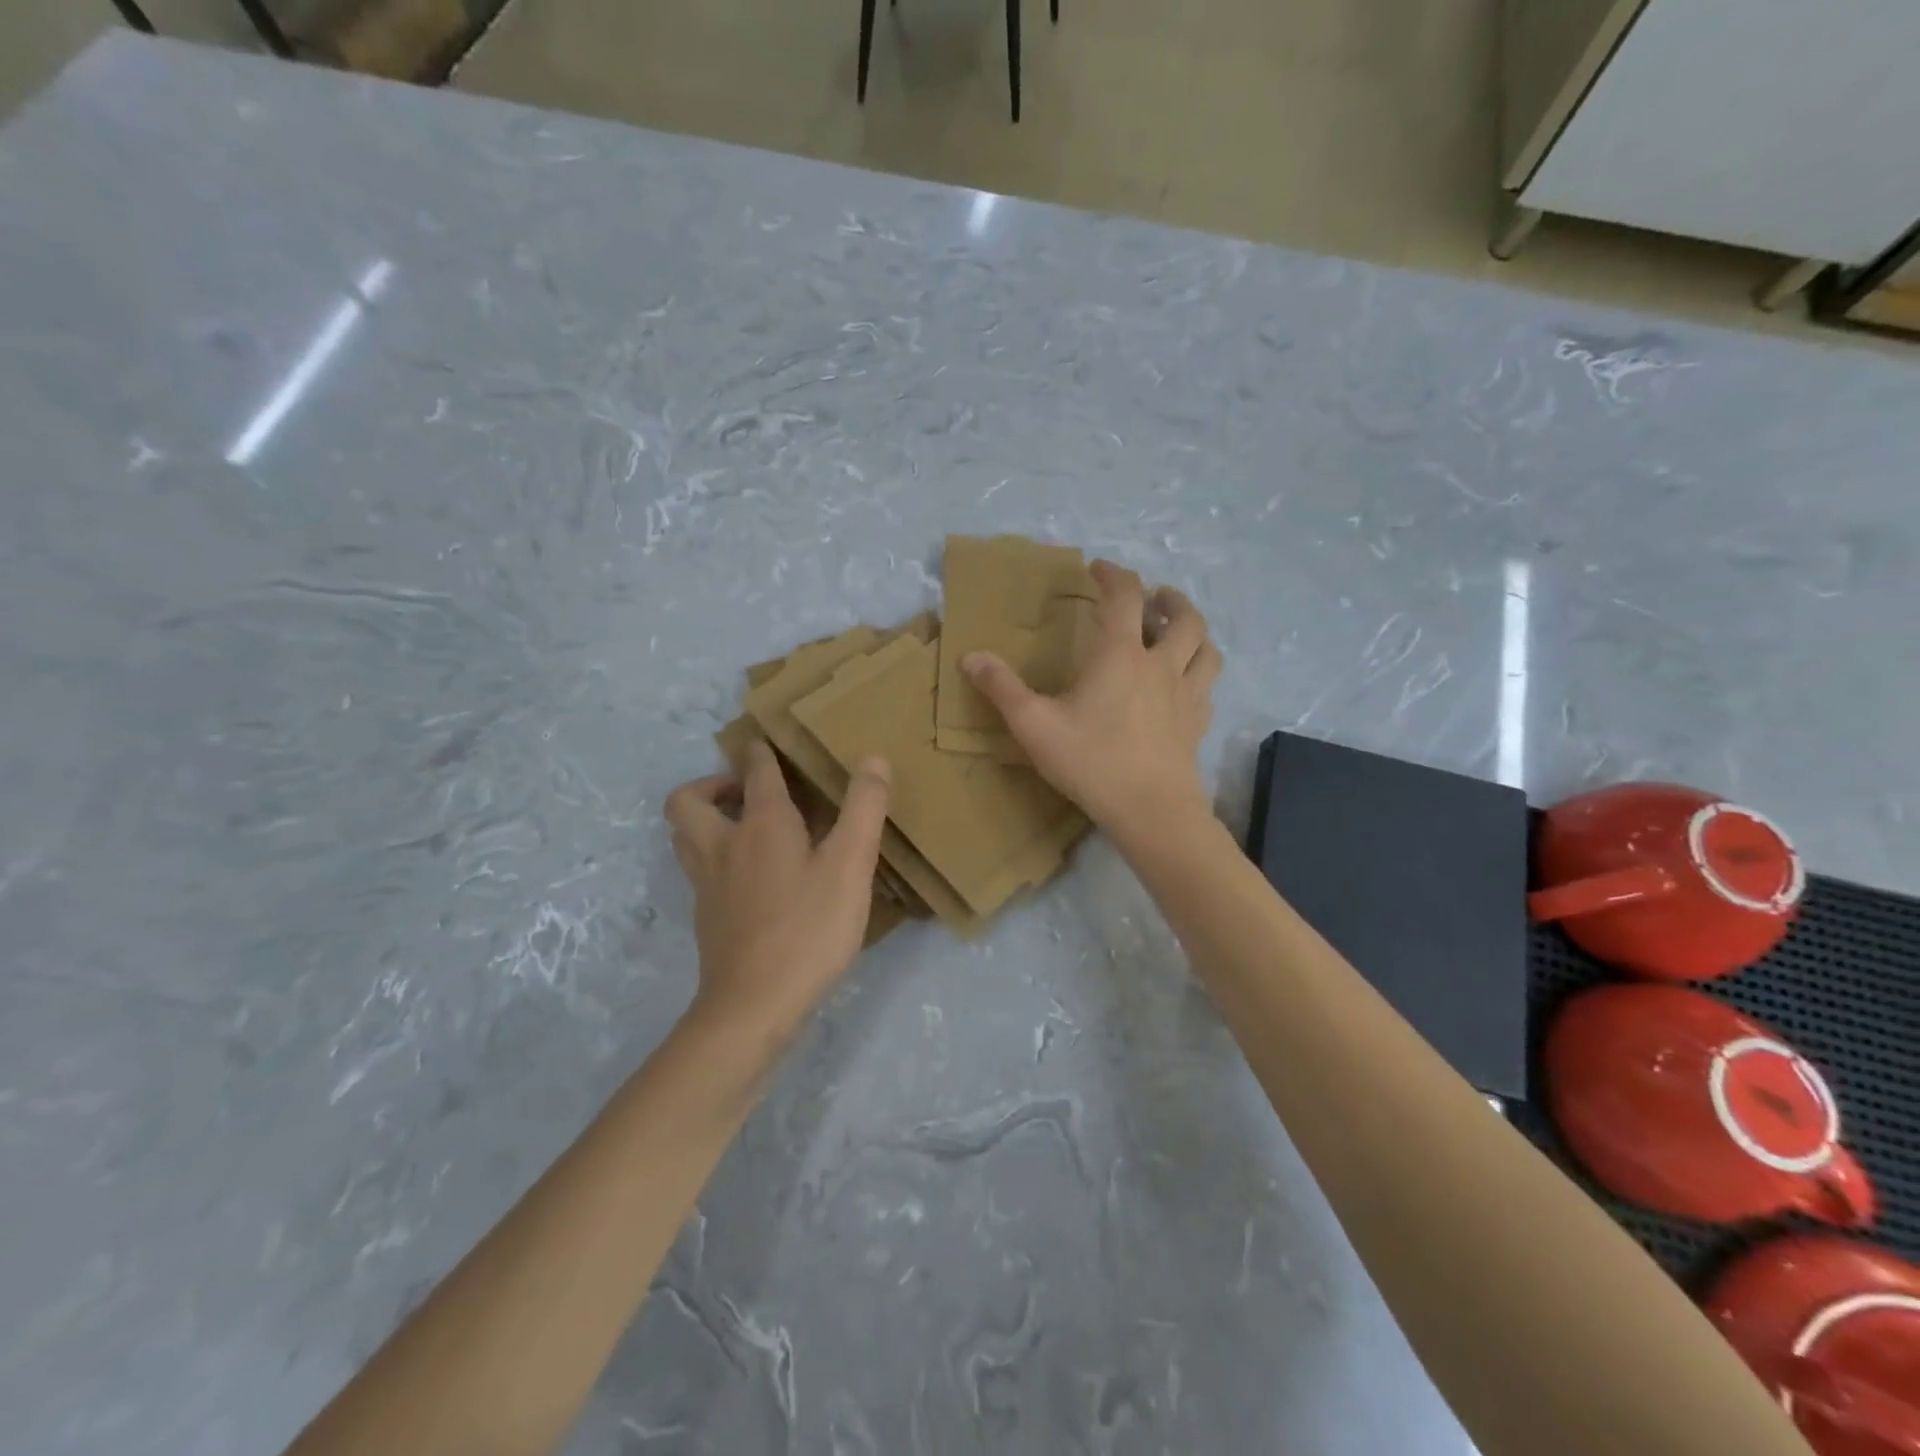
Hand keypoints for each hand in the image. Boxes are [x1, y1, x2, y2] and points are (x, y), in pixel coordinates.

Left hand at [665, 740, 890, 1056]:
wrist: (753, 1007)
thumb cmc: (808, 929)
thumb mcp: (850, 866)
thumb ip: (864, 809)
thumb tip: (872, 758)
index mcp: (762, 825)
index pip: (755, 772)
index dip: (760, 752)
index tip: (766, 743)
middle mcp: (724, 846)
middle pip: (688, 801)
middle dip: (710, 784)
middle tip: (743, 791)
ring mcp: (708, 885)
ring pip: (684, 837)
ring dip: (704, 820)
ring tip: (741, 827)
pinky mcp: (707, 918)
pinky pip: (699, 871)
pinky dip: (715, 858)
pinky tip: (748, 878)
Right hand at [962, 560, 1220, 843]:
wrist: (1151, 811)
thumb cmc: (1091, 762)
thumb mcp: (1034, 725)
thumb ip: (1002, 688)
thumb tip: (970, 657)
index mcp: (1120, 655)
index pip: (1124, 596)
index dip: (1112, 574)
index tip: (1097, 569)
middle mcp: (1161, 665)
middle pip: (1182, 617)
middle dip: (1168, 599)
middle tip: (1154, 597)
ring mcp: (1187, 695)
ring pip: (1206, 648)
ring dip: (1194, 631)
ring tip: (1178, 631)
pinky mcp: (1198, 724)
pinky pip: (1208, 687)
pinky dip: (1198, 674)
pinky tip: (1184, 685)